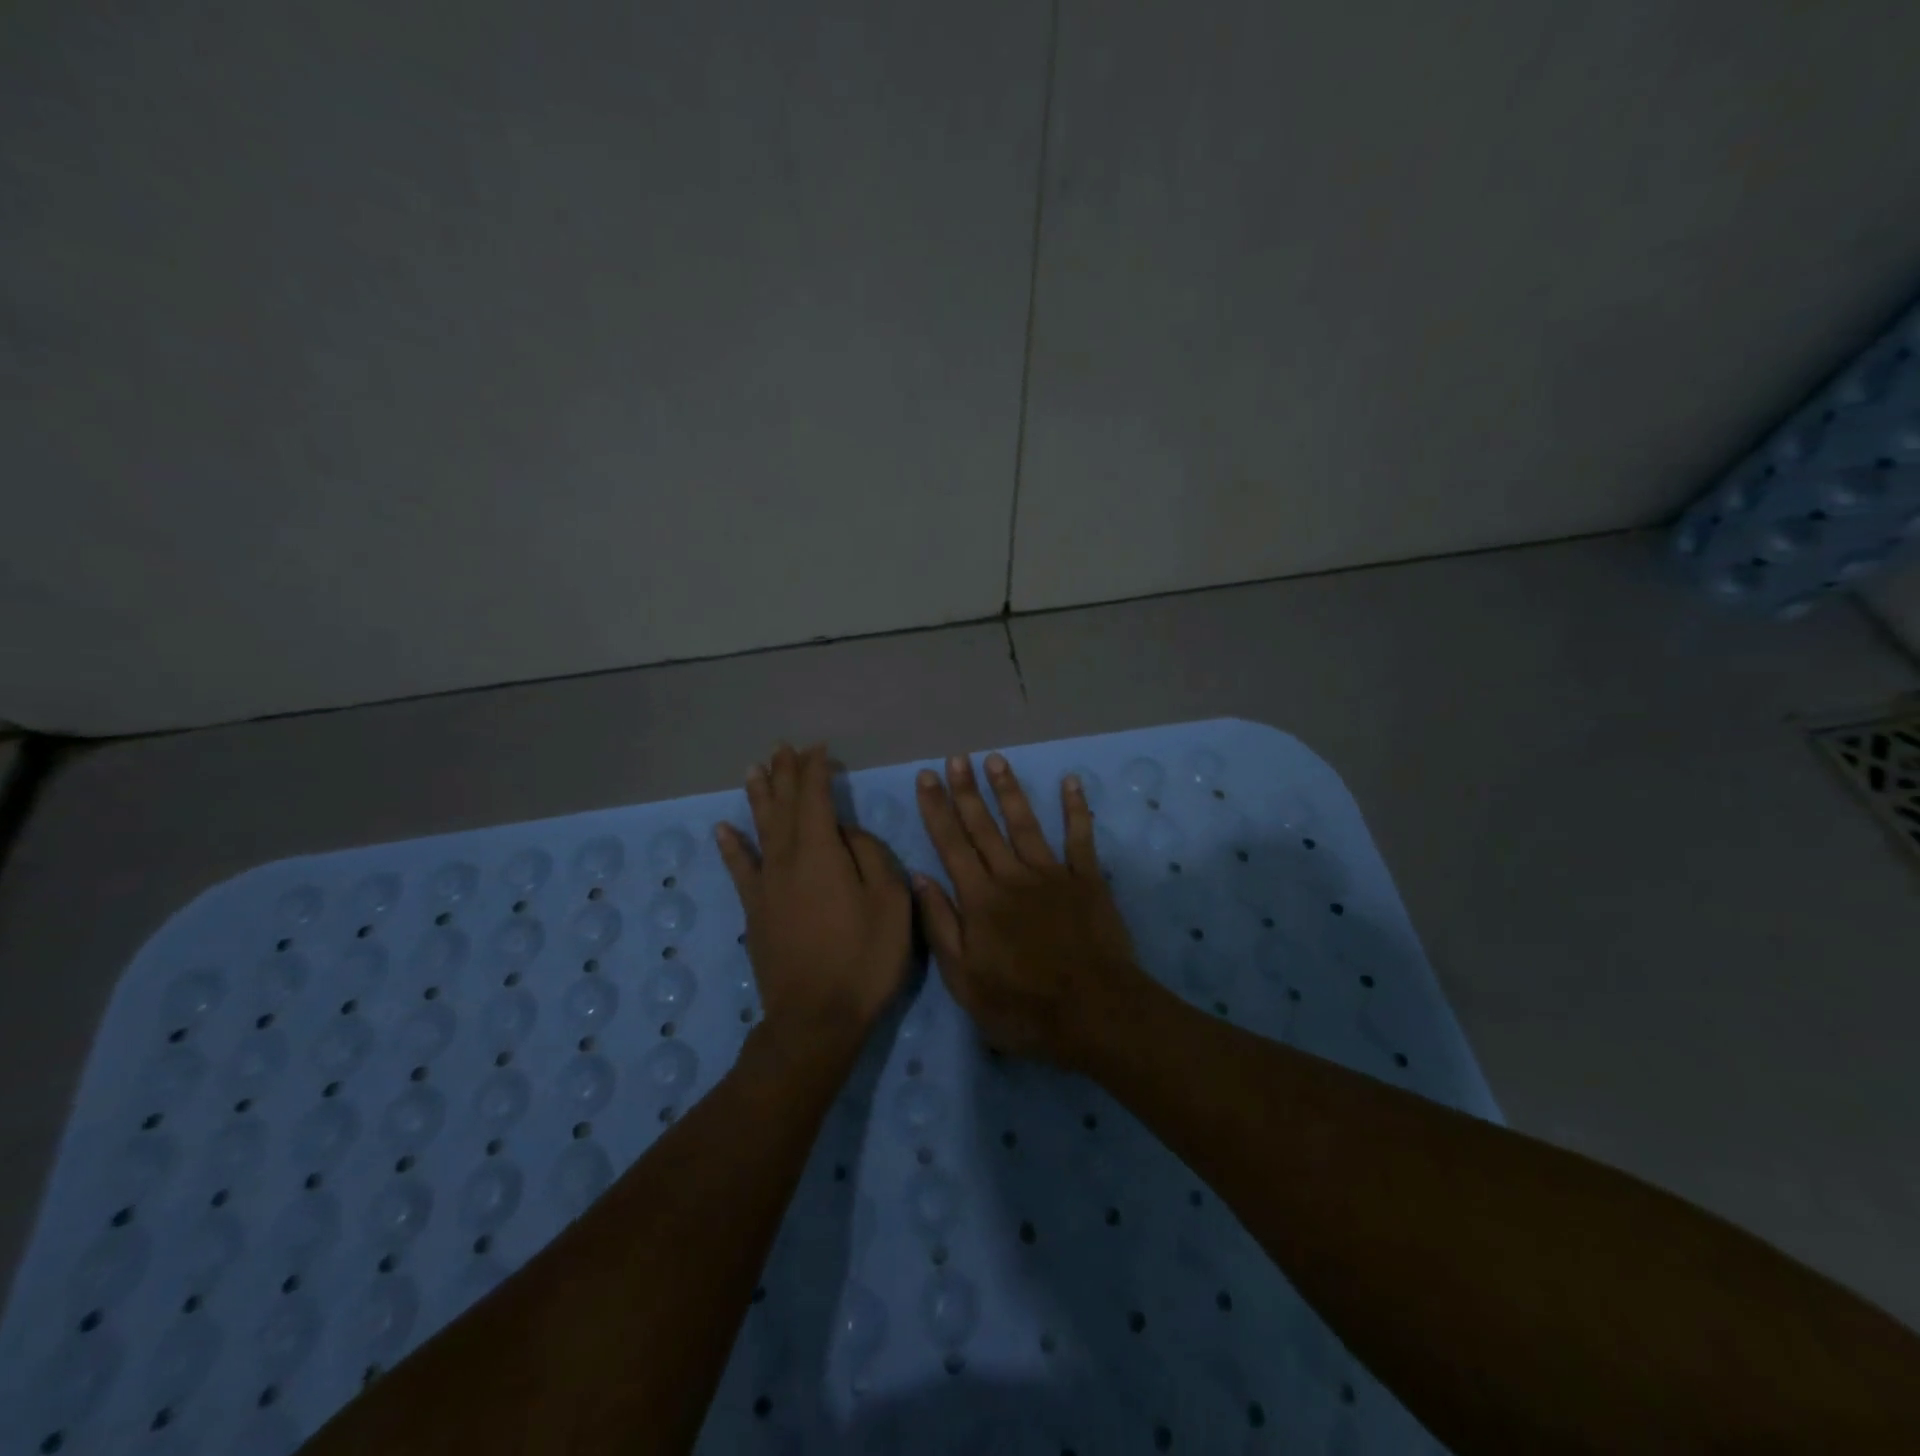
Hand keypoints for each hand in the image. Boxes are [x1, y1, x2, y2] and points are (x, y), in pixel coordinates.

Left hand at [716, 744, 912, 1056]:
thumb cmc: (864, 958)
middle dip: (785, 774)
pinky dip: (732, 847)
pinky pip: (740, 869)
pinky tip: (723, 829)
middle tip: (782, 748)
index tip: (818, 750)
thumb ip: (871, 856)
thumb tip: (848, 833)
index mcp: (821, 851)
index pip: (815, 797)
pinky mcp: (755, 911)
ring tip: (754, 769)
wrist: (816, 1018)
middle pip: (784, 806)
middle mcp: (787, 859)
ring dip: (759, 796)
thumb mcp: (891, 901)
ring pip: (760, 828)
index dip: (815, 770)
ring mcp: (766, 885)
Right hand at [913, 753, 1150, 1067]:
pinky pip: (1080, 837)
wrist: (1095, 1013)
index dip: (936, 809)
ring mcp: (1052, 874)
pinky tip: (1070, 782)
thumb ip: (941, 925)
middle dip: (966, 790)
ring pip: (1025, 823)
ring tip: (995, 760)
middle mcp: (1011, 876)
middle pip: (983, 826)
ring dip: (1009, 790)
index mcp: (979, 899)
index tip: (926, 777)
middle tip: (955, 758)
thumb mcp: (964, 980)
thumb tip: (920, 877)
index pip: (951, 844)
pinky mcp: (1087, 880)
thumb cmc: (1022, 1006)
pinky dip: (1076, 808)